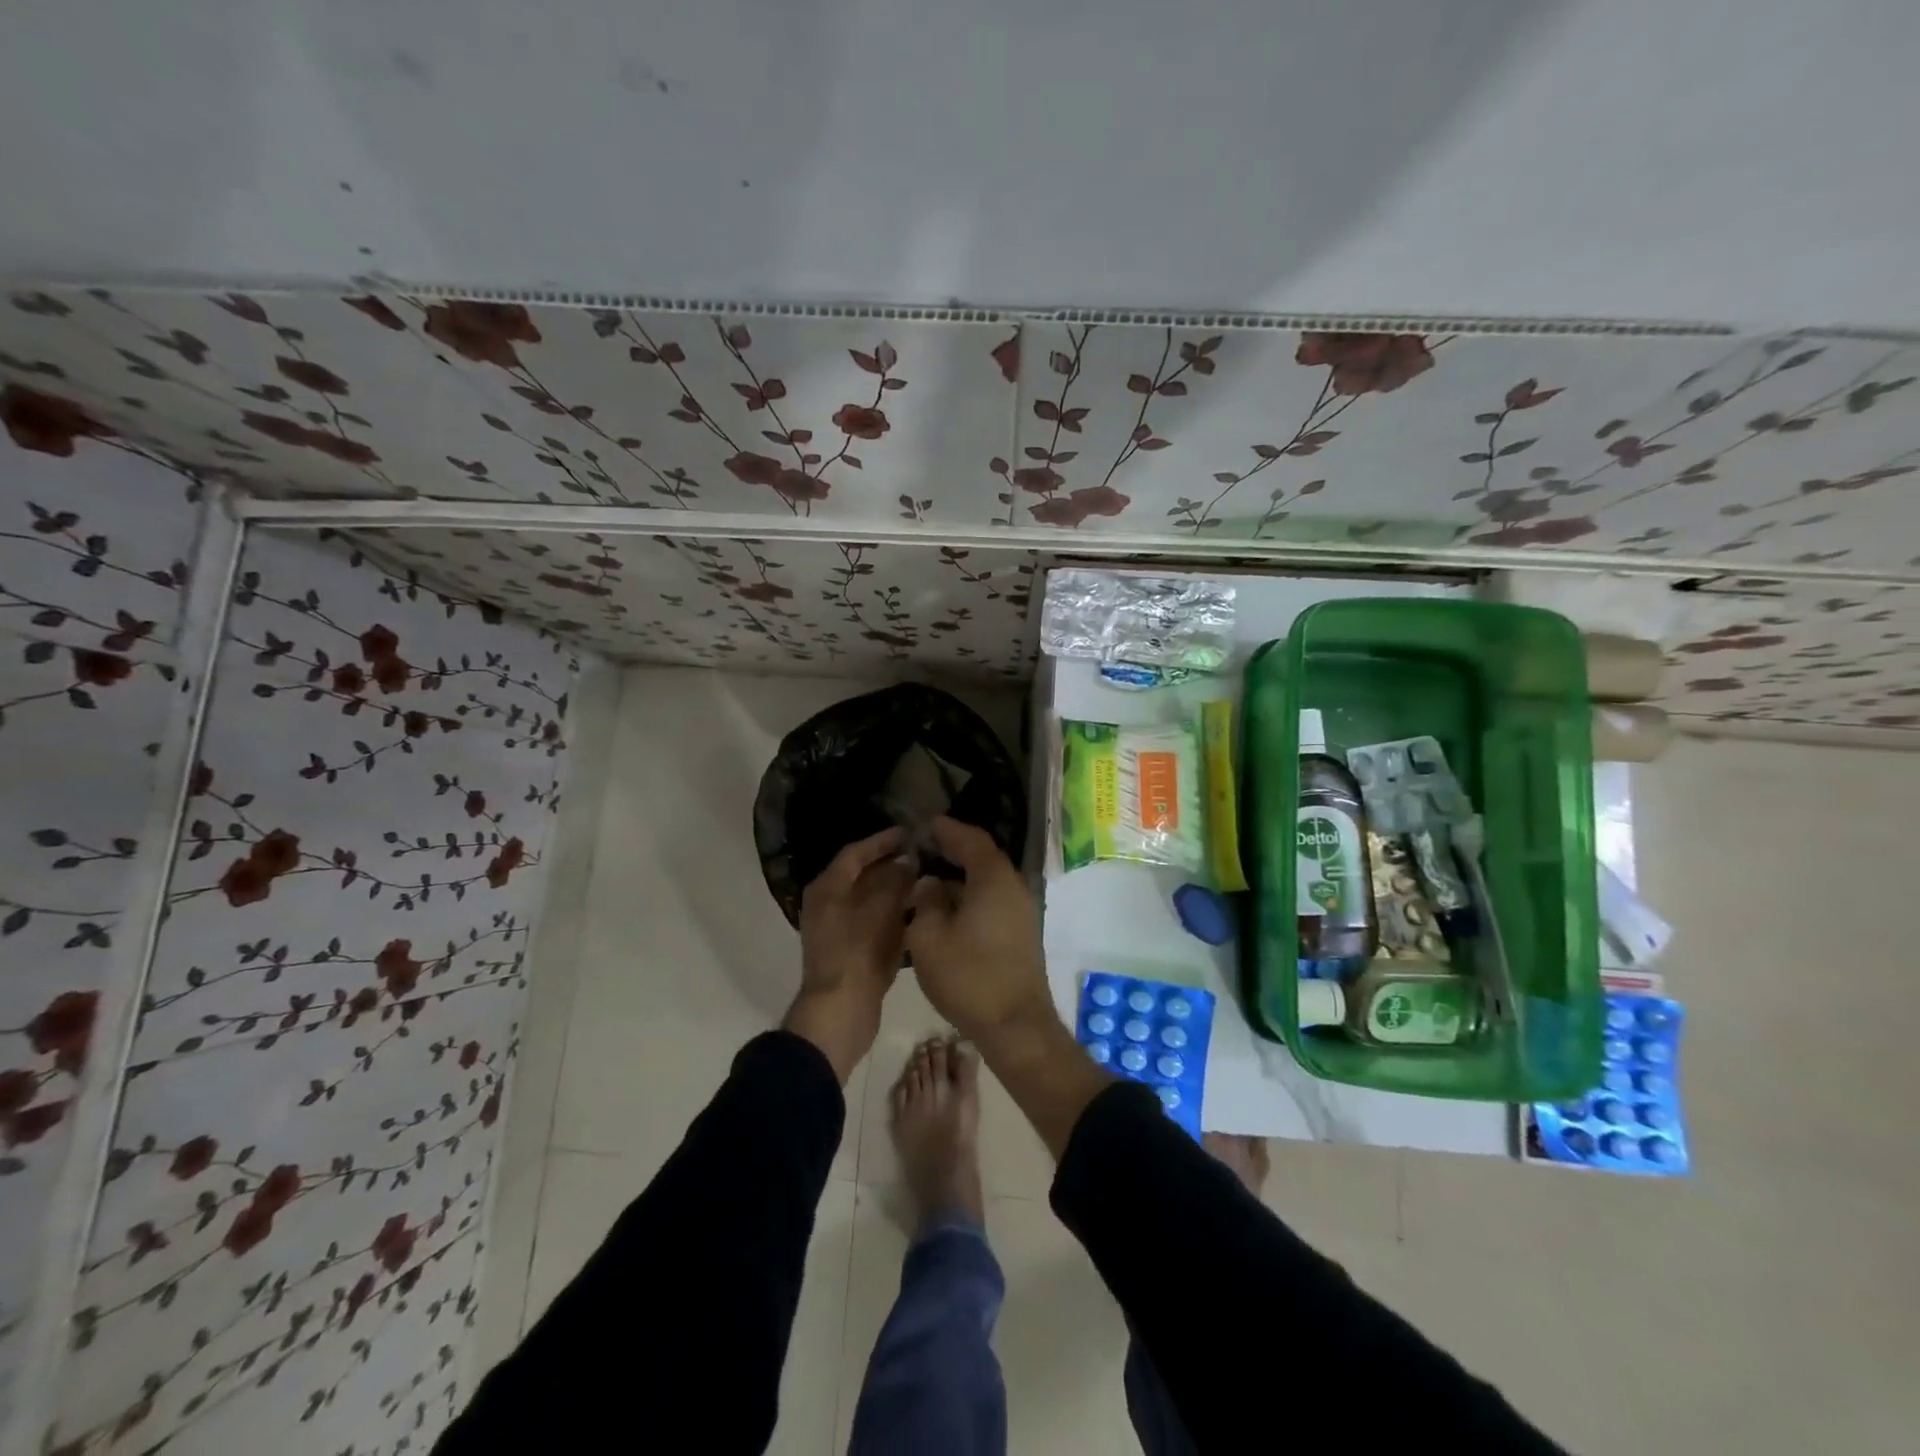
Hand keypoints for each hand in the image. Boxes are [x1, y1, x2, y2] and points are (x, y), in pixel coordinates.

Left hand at [784, 827, 912, 1080]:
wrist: (840, 1011)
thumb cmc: (858, 953)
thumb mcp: (881, 910)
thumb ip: (895, 881)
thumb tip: (907, 862)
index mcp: (827, 889)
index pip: (854, 853)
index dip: (881, 841)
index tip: (908, 833)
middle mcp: (827, 905)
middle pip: (860, 876)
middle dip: (891, 865)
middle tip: (921, 856)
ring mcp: (837, 930)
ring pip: (869, 900)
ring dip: (895, 890)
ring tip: (925, 881)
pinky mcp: (850, 951)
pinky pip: (873, 922)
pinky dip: (892, 914)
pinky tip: (917, 913)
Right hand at [905, 817, 1050, 1042]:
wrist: (1015, 1025)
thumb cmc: (968, 976)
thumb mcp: (929, 936)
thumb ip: (925, 901)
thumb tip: (930, 884)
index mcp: (993, 878)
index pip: (971, 839)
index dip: (948, 830)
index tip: (927, 824)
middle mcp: (1014, 887)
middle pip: (983, 858)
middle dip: (955, 850)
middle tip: (925, 848)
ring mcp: (1022, 912)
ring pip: (989, 881)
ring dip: (962, 876)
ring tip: (931, 878)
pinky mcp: (1021, 934)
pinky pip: (994, 900)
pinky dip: (972, 896)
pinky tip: (950, 908)